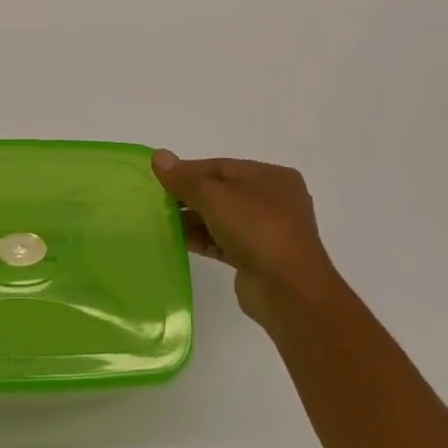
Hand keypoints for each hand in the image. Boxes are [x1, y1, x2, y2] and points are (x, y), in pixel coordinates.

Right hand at [152, 152, 346, 327]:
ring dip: (195, 219)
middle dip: (191, 196)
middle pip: (223, 192)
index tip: (160, 178)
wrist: (289, 291)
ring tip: (164, 221)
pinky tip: (180, 241)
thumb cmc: (256, 229)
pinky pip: (226, 242)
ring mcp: (269, 232)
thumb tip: (158, 156)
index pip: (222, 167)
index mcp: (272, 177)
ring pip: (224, 218)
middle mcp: (274, 201)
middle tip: (159, 201)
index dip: (189, 170)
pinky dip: (205, 239)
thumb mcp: (215, 196)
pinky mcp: (259, 259)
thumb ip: (184, 179)